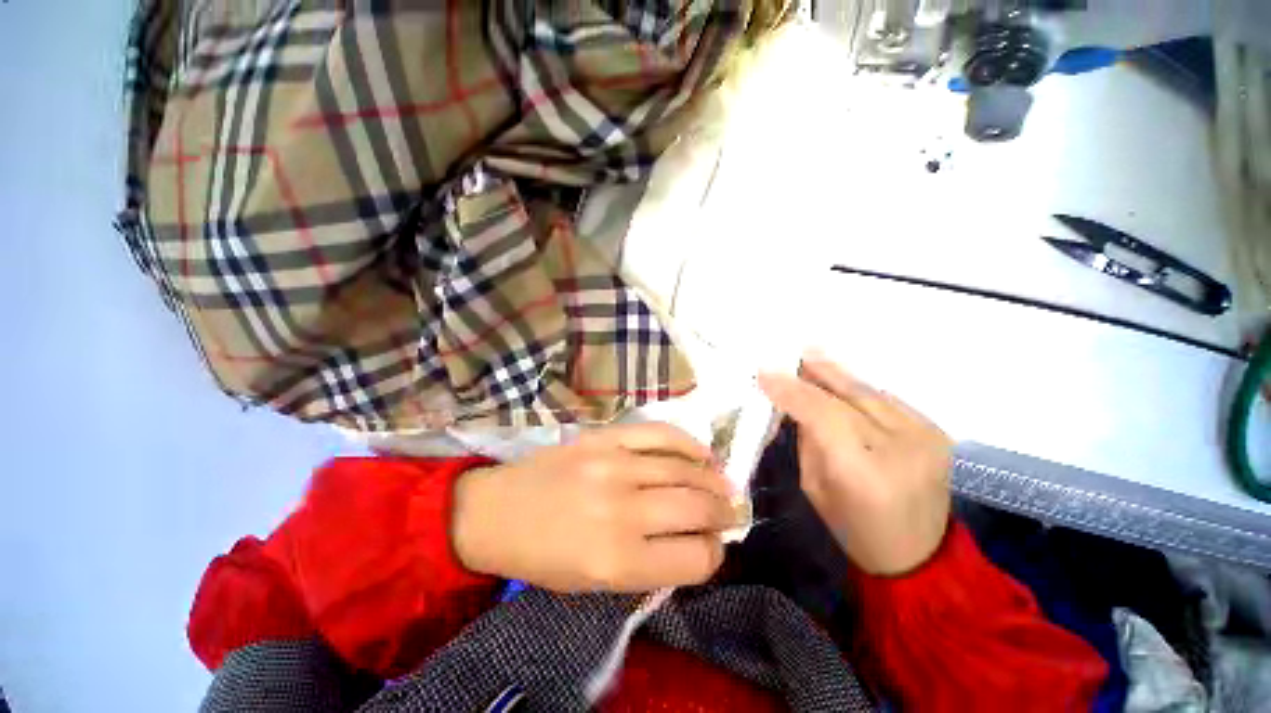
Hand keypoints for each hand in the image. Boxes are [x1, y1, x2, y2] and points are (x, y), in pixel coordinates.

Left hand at [451, 423, 736, 592]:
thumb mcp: (595, 584)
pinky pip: (661, 434)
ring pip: (685, 468)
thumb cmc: (544, 557)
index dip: (713, 555)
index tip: (713, 547)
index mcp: (617, 560)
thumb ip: (650, 564)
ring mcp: (614, 465)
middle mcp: (622, 510)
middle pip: (698, 508)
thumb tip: (697, 541)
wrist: (497, 510)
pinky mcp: (606, 437)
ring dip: (715, 478)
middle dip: (725, 513)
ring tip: (724, 484)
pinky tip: (702, 453)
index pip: (695, 558)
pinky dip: (689, 444)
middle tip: (732, 511)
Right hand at [758, 354, 952, 575]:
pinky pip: (886, 398)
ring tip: (812, 355)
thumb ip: (807, 439)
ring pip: (870, 391)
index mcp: (864, 471)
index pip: (822, 413)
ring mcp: (925, 436)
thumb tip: (798, 402)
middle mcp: (901, 447)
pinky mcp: (935, 431)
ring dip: (837, 374)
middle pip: (850, 395)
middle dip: (816, 371)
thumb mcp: (814, 485)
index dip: (791, 390)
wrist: (919, 554)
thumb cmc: (854, 527)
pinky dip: (858, 388)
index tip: (765, 373)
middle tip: (792, 352)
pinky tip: (840, 381)